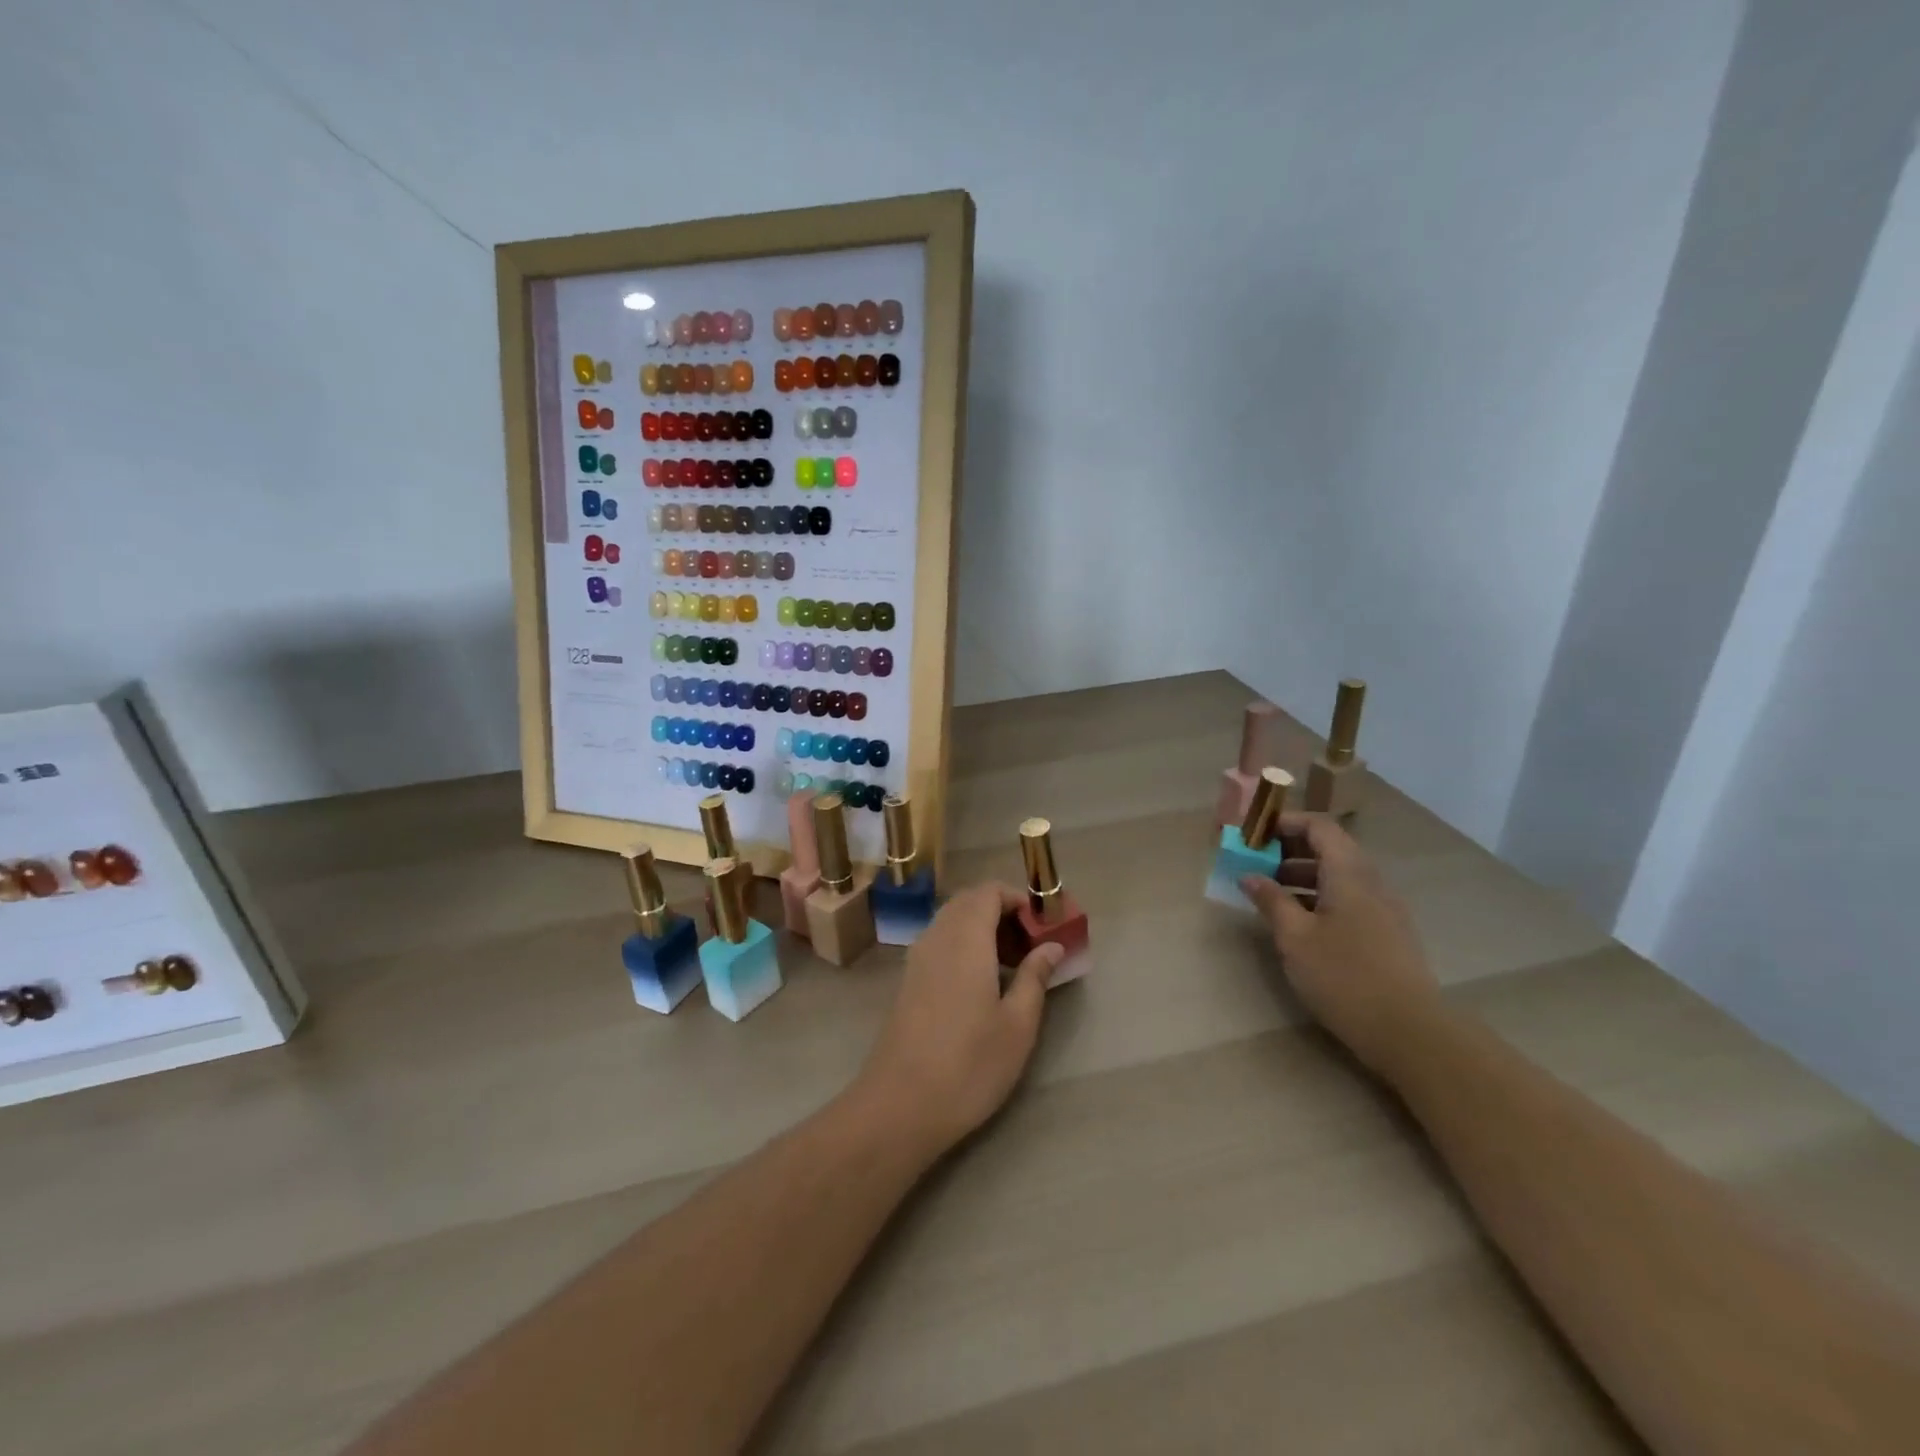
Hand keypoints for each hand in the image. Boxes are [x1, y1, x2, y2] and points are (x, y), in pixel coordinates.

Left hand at [853, 883, 1063, 1156]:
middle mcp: (937, 937)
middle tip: (1030, 944)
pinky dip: (963, 946)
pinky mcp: (907, 981)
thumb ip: (1034, 976)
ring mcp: (917, 959)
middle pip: (968, 901)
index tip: (1042, 925)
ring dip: (981, 928)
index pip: (989, 891)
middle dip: (1001, 911)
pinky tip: (980, 984)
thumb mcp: (1017, 1024)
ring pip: (951, 921)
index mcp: (965, 938)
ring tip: (1010, 965)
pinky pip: (938, 942)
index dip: (1017, 898)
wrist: (900, 1105)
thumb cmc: (969, 1064)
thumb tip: (1051, 945)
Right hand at [1242, 814, 1443, 1074]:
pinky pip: (1349, 898)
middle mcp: (1370, 882)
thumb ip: (1271, 901)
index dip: (1285, 823)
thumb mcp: (1295, 938)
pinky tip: (1299, 923)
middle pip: (1330, 848)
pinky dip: (1319, 897)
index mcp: (1348, 873)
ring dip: (1302, 875)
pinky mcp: (1387, 933)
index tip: (1254, 835)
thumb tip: (1249, 875)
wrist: (1410, 1032)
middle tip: (1255, 864)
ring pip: (1339, 875)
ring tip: (1270, 895)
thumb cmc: (1344, 976)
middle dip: (1289, 850)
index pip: (1319, 826)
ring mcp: (1384, 908)